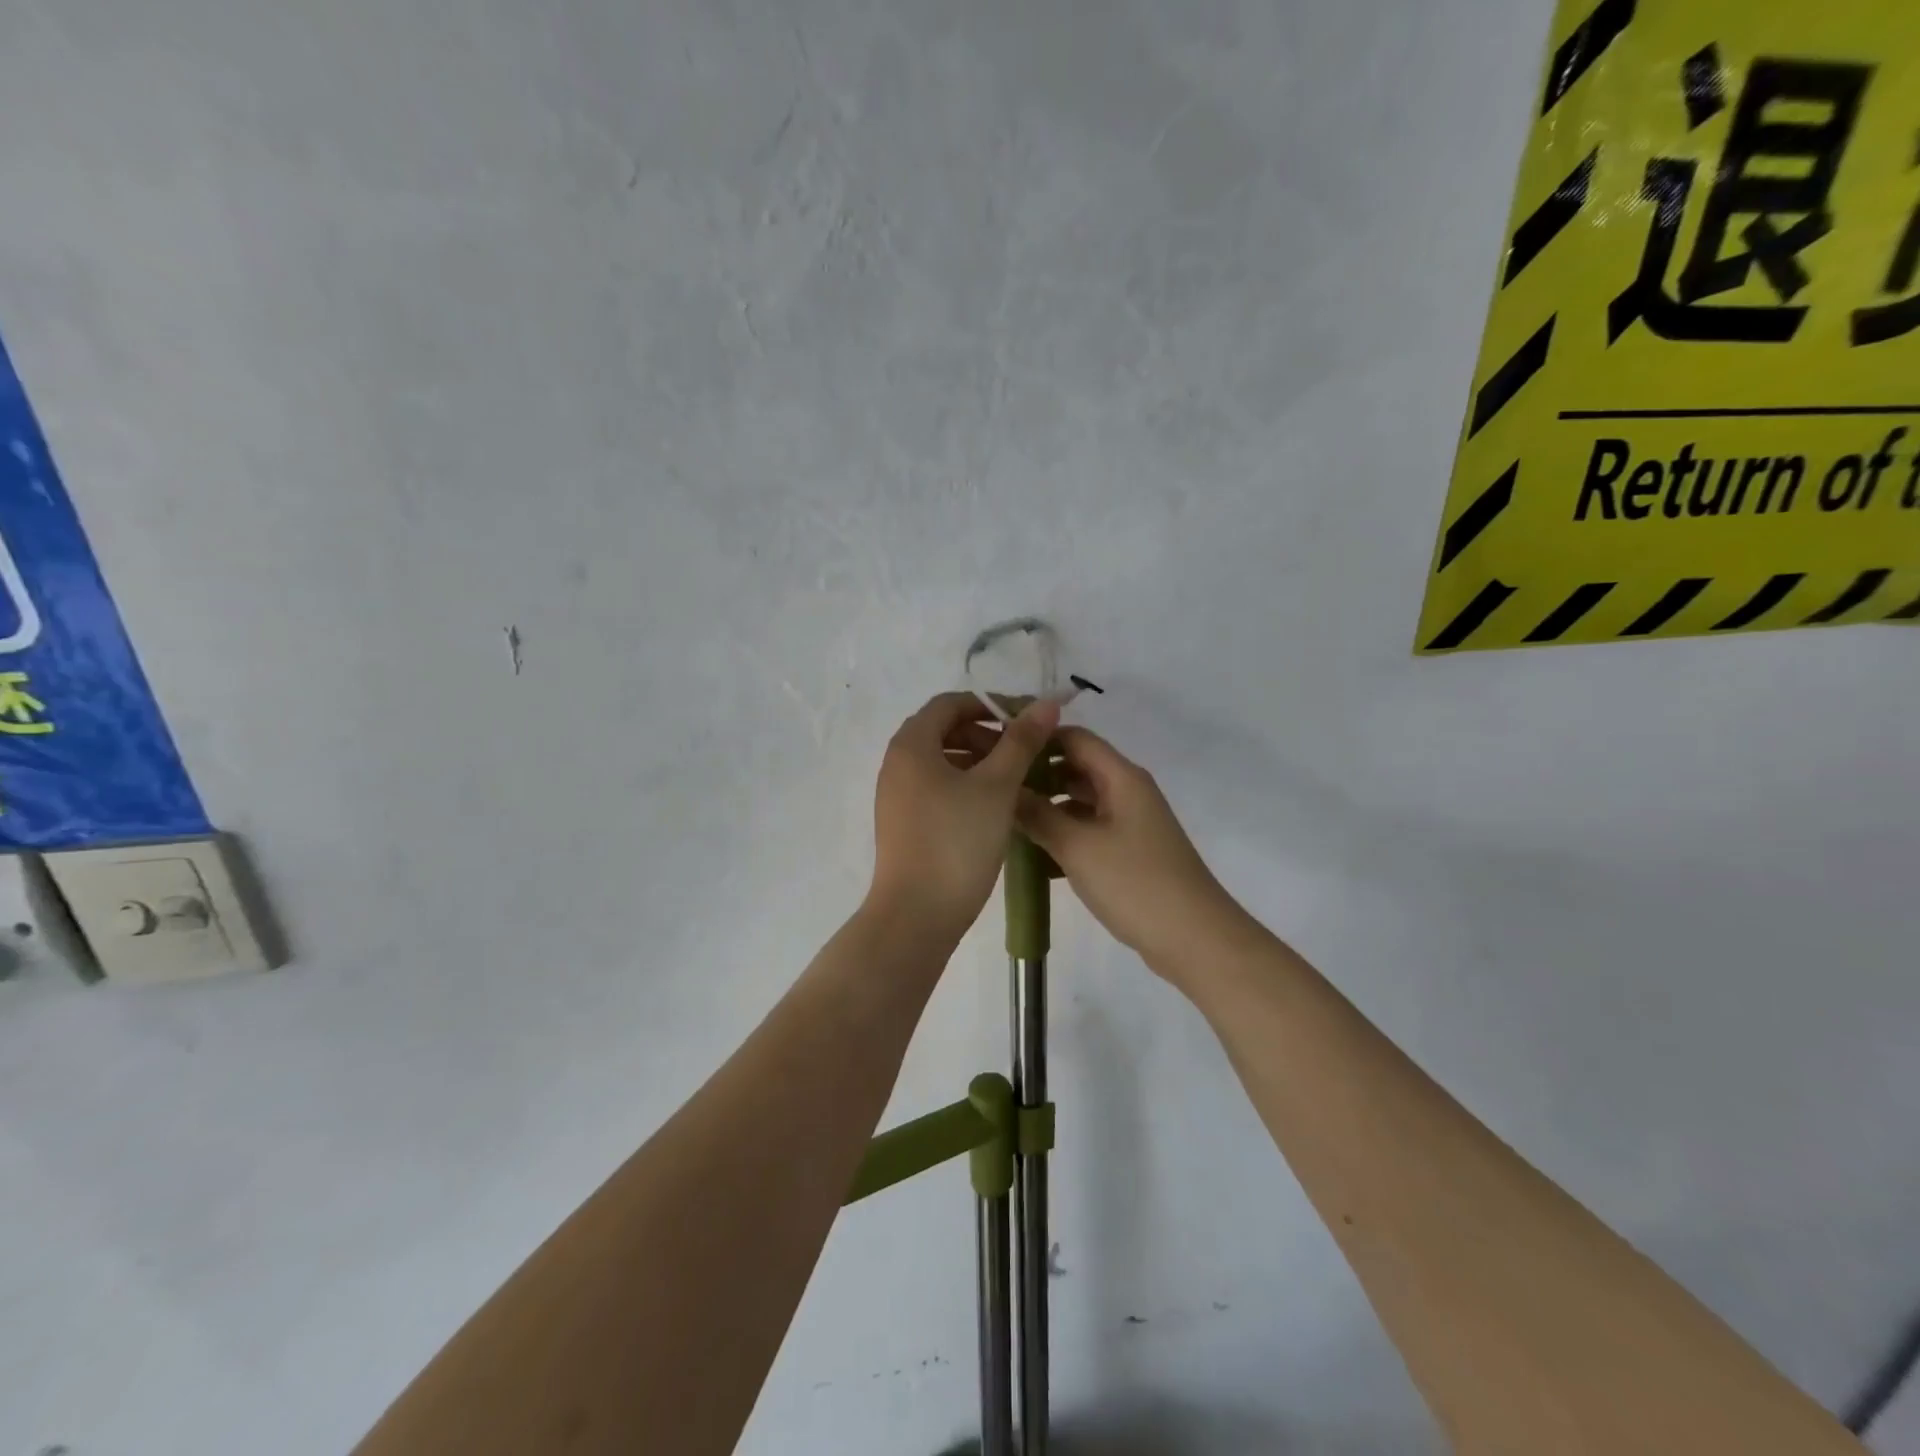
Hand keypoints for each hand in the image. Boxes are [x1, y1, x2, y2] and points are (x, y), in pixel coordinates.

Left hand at [868, 692, 1060, 939]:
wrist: (917, 915)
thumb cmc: (957, 841)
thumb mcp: (997, 787)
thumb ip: (1021, 741)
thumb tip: (1046, 703)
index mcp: (912, 745)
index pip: (949, 703)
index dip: (989, 704)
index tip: (1025, 721)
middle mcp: (896, 764)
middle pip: (943, 731)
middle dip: (985, 734)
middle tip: (1023, 752)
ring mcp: (896, 796)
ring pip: (940, 762)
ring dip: (977, 761)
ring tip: (1015, 779)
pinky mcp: (903, 823)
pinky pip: (935, 788)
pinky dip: (964, 785)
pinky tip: (993, 806)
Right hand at [1015, 727, 1242, 971]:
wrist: (1195, 939)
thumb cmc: (1135, 883)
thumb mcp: (1078, 847)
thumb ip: (1037, 815)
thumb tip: (1003, 789)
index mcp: (1121, 778)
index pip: (1074, 738)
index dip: (1037, 739)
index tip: (998, 750)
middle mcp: (1127, 792)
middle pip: (1076, 769)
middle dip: (1037, 776)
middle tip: (994, 789)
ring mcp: (1130, 823)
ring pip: (1080, 802)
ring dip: (1047, 808)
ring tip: (1004, 821)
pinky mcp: (1129, 852)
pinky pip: (1088, 830)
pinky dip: (1062, 835)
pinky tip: (1032, 855)